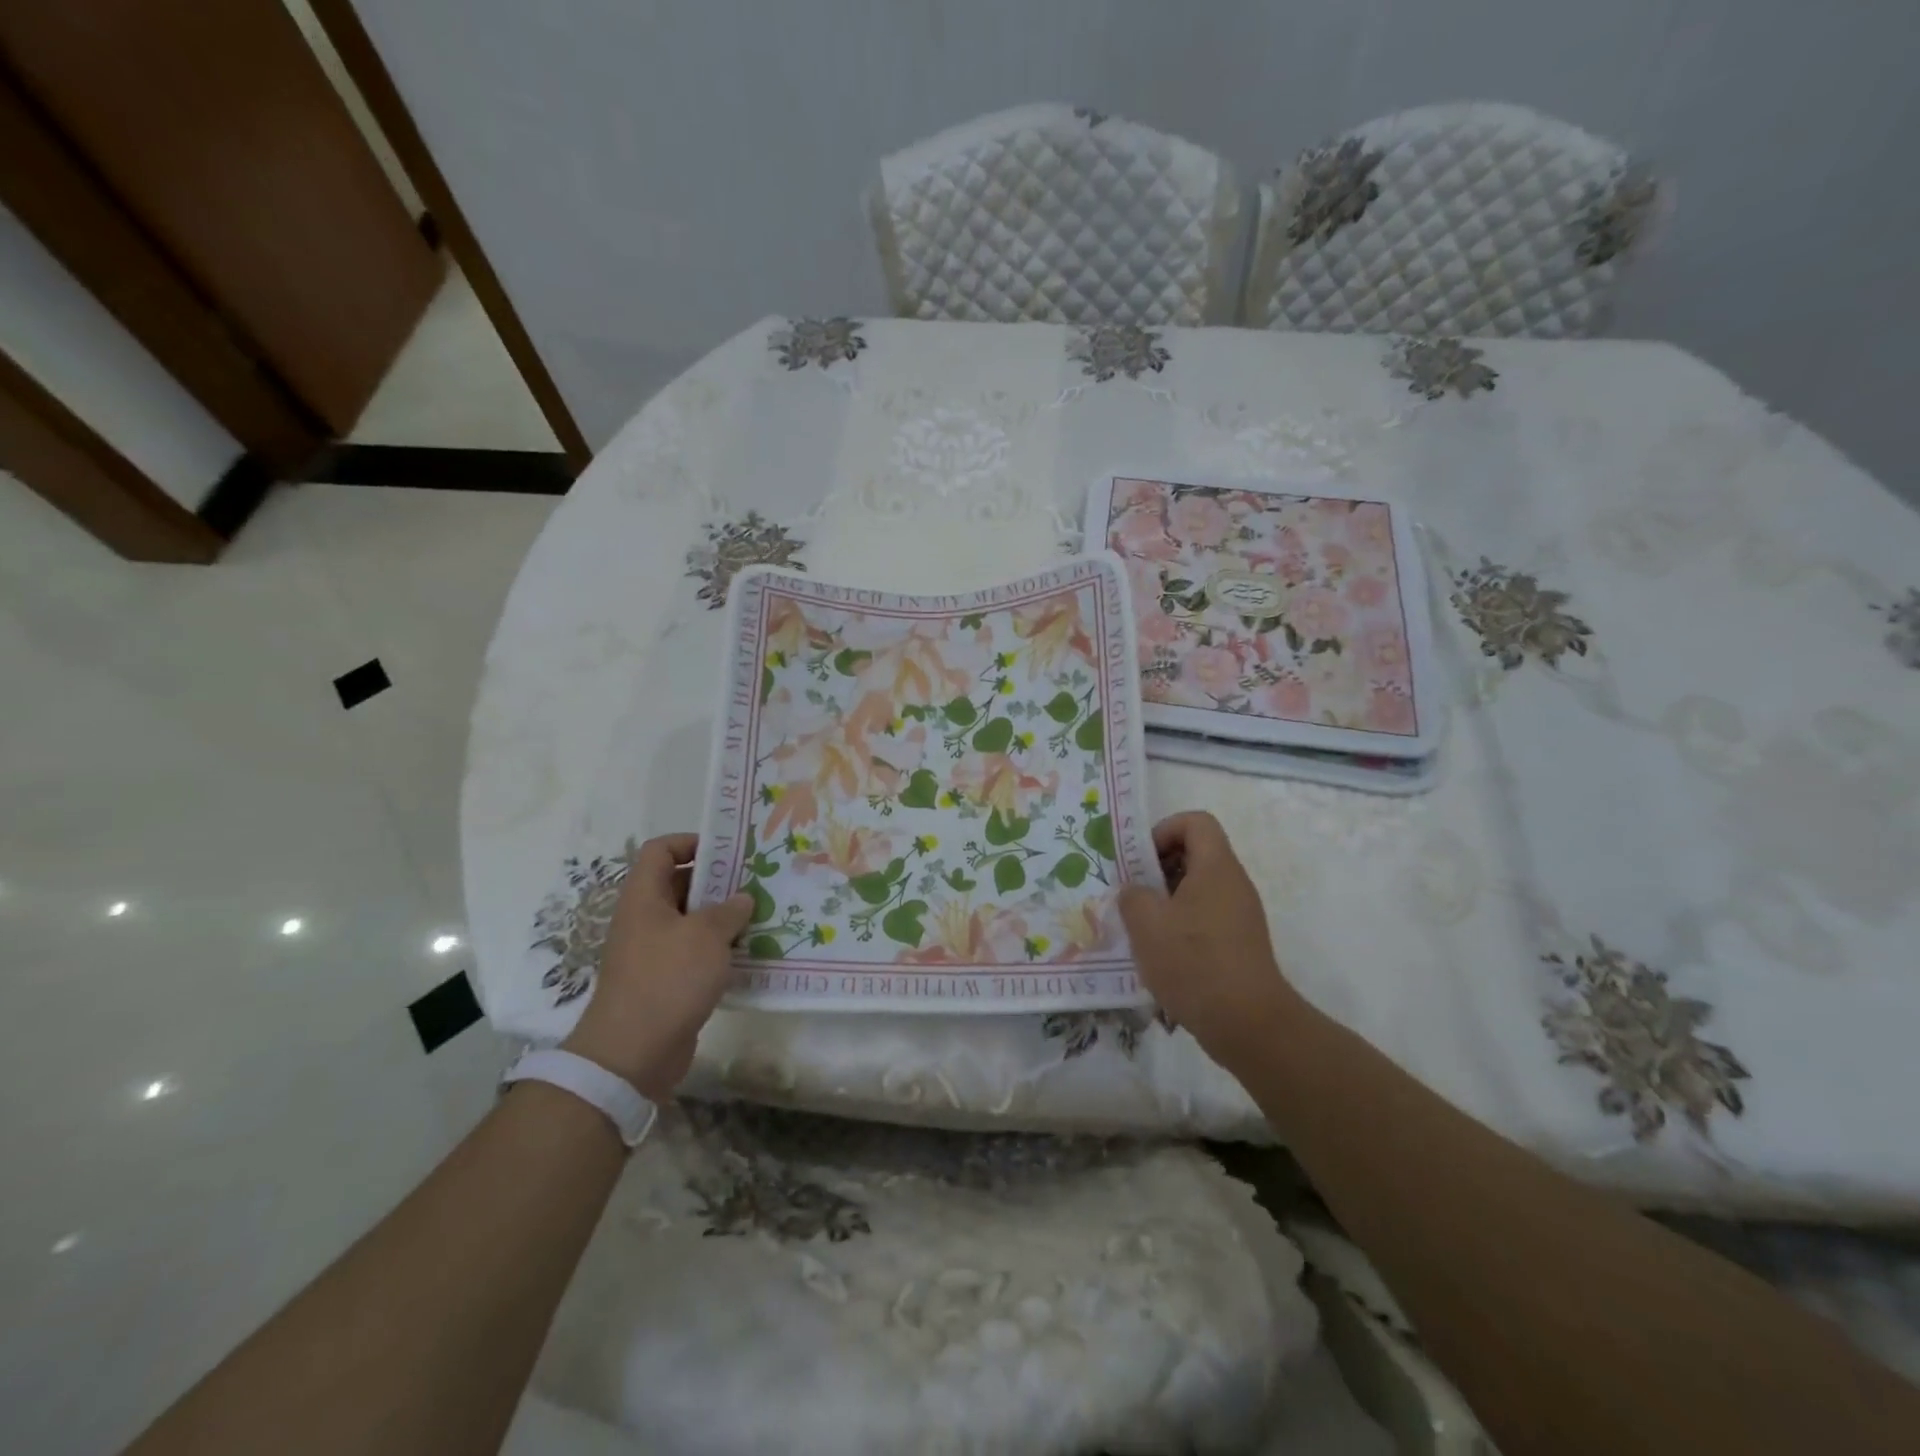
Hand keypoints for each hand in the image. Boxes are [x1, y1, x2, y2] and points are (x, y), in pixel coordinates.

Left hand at [560, 833, 752, 1100]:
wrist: (633, 1053)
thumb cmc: (668, 979)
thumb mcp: (707, 935)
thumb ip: (729, 910)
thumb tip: (742, 899)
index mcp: (644, 897)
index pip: (660, 850)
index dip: (691, 842)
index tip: (728, 851)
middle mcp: (645, 919)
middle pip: (680, 885)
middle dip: (718, 882)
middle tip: (757, 882)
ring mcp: (654, 952)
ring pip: (691, 922)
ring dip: (723, 919)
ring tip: (762, 916)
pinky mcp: (666, 982)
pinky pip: (695, 954)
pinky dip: (720, 951)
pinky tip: (751, 954)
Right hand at [1117, 811, 1305, 1069]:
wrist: (1248, 1023)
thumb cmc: (1194, 961)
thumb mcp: (1146, 923)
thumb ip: (1132, 896)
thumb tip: (1136, 892)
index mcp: (1216, 867)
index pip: (1195, 822)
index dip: (1163, 830)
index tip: (1140, 860)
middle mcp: (1233, 884)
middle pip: (1196, 854)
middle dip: (1158, 868)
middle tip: (1133, 894)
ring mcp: (1240, 915)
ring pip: (1198, 889)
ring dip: (1166, 900)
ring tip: (1141, 927)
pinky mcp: (1240, 944)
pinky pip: (1206, 917)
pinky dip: (1181, 925)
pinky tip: (1161, 955)